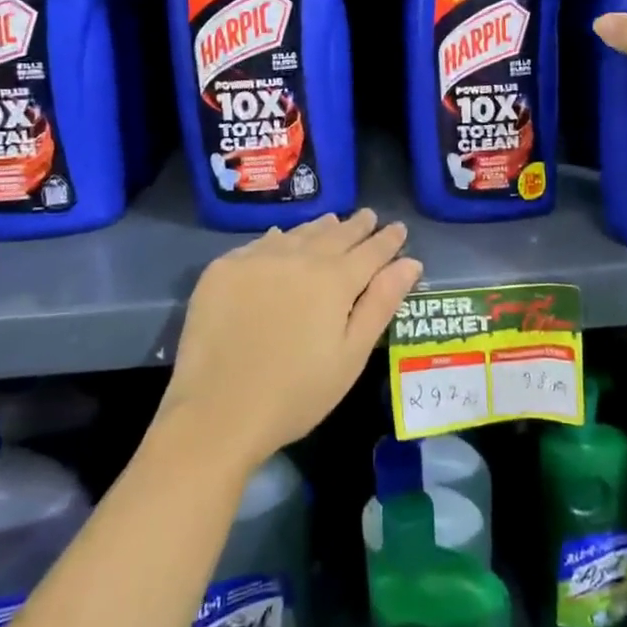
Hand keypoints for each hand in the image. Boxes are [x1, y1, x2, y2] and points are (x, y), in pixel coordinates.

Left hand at [162, 211, 422, 473]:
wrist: (216, 411)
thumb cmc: (296, 393)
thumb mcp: (351, 356)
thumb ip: (381, 304)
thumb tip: (410, 263)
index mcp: (335, 280)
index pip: (370, 251)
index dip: (387, 240)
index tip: (398, 228)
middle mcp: (299, 257)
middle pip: (335, 235)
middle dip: (356, 226)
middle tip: (368, 216)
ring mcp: (257, 259)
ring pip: (298, 234)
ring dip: (320, 228)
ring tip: (332, 222)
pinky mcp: (224, 269)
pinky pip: (260, 243)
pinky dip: (279, 238)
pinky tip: (282, 238)